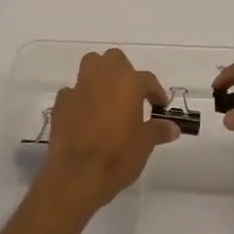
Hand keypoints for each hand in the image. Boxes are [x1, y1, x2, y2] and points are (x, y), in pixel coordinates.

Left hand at [38, 49, 178, 214]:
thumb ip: (158, 130)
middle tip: (130, 95)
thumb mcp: (145, 144)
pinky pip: (72, 92)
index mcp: (128, 82)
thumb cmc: (118, 155)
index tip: (159, 106)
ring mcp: (78, 88)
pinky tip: (84, 116)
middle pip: (114, 59)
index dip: (155, 92)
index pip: (147, 79)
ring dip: (99, 77)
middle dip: (123, 72)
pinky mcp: (60, 104)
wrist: (77, 174)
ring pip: (90, 67)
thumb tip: (172, 128)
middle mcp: (103, 77)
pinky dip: (80, 99)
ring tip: (107, 99)